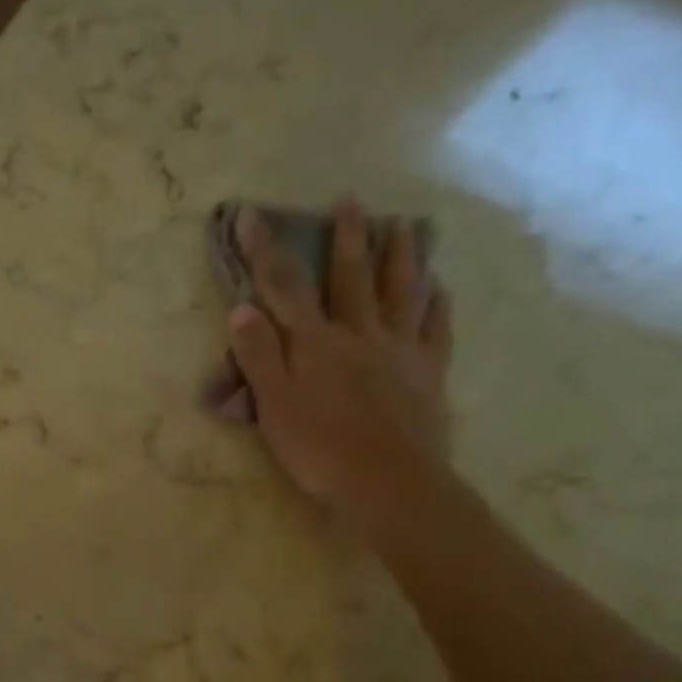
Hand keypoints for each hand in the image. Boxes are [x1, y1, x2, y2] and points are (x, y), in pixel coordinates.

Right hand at [226, 198, 452, 519]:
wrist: (388, 481)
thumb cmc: (320, 447)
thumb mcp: (274, 404)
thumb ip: (259, 355)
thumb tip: (242, 307)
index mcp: (316, 343)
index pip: (285, 287)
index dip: (265, 250)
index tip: (251, 213)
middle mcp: (359, 334)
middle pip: (352, 277)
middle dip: (346, 237)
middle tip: (349, 199)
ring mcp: (400, 350)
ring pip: (401, 292)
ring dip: (400, 255)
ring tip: (402, 225)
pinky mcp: (427, 372)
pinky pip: (435, 327)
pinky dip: (436, 303)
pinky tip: (439, 286)